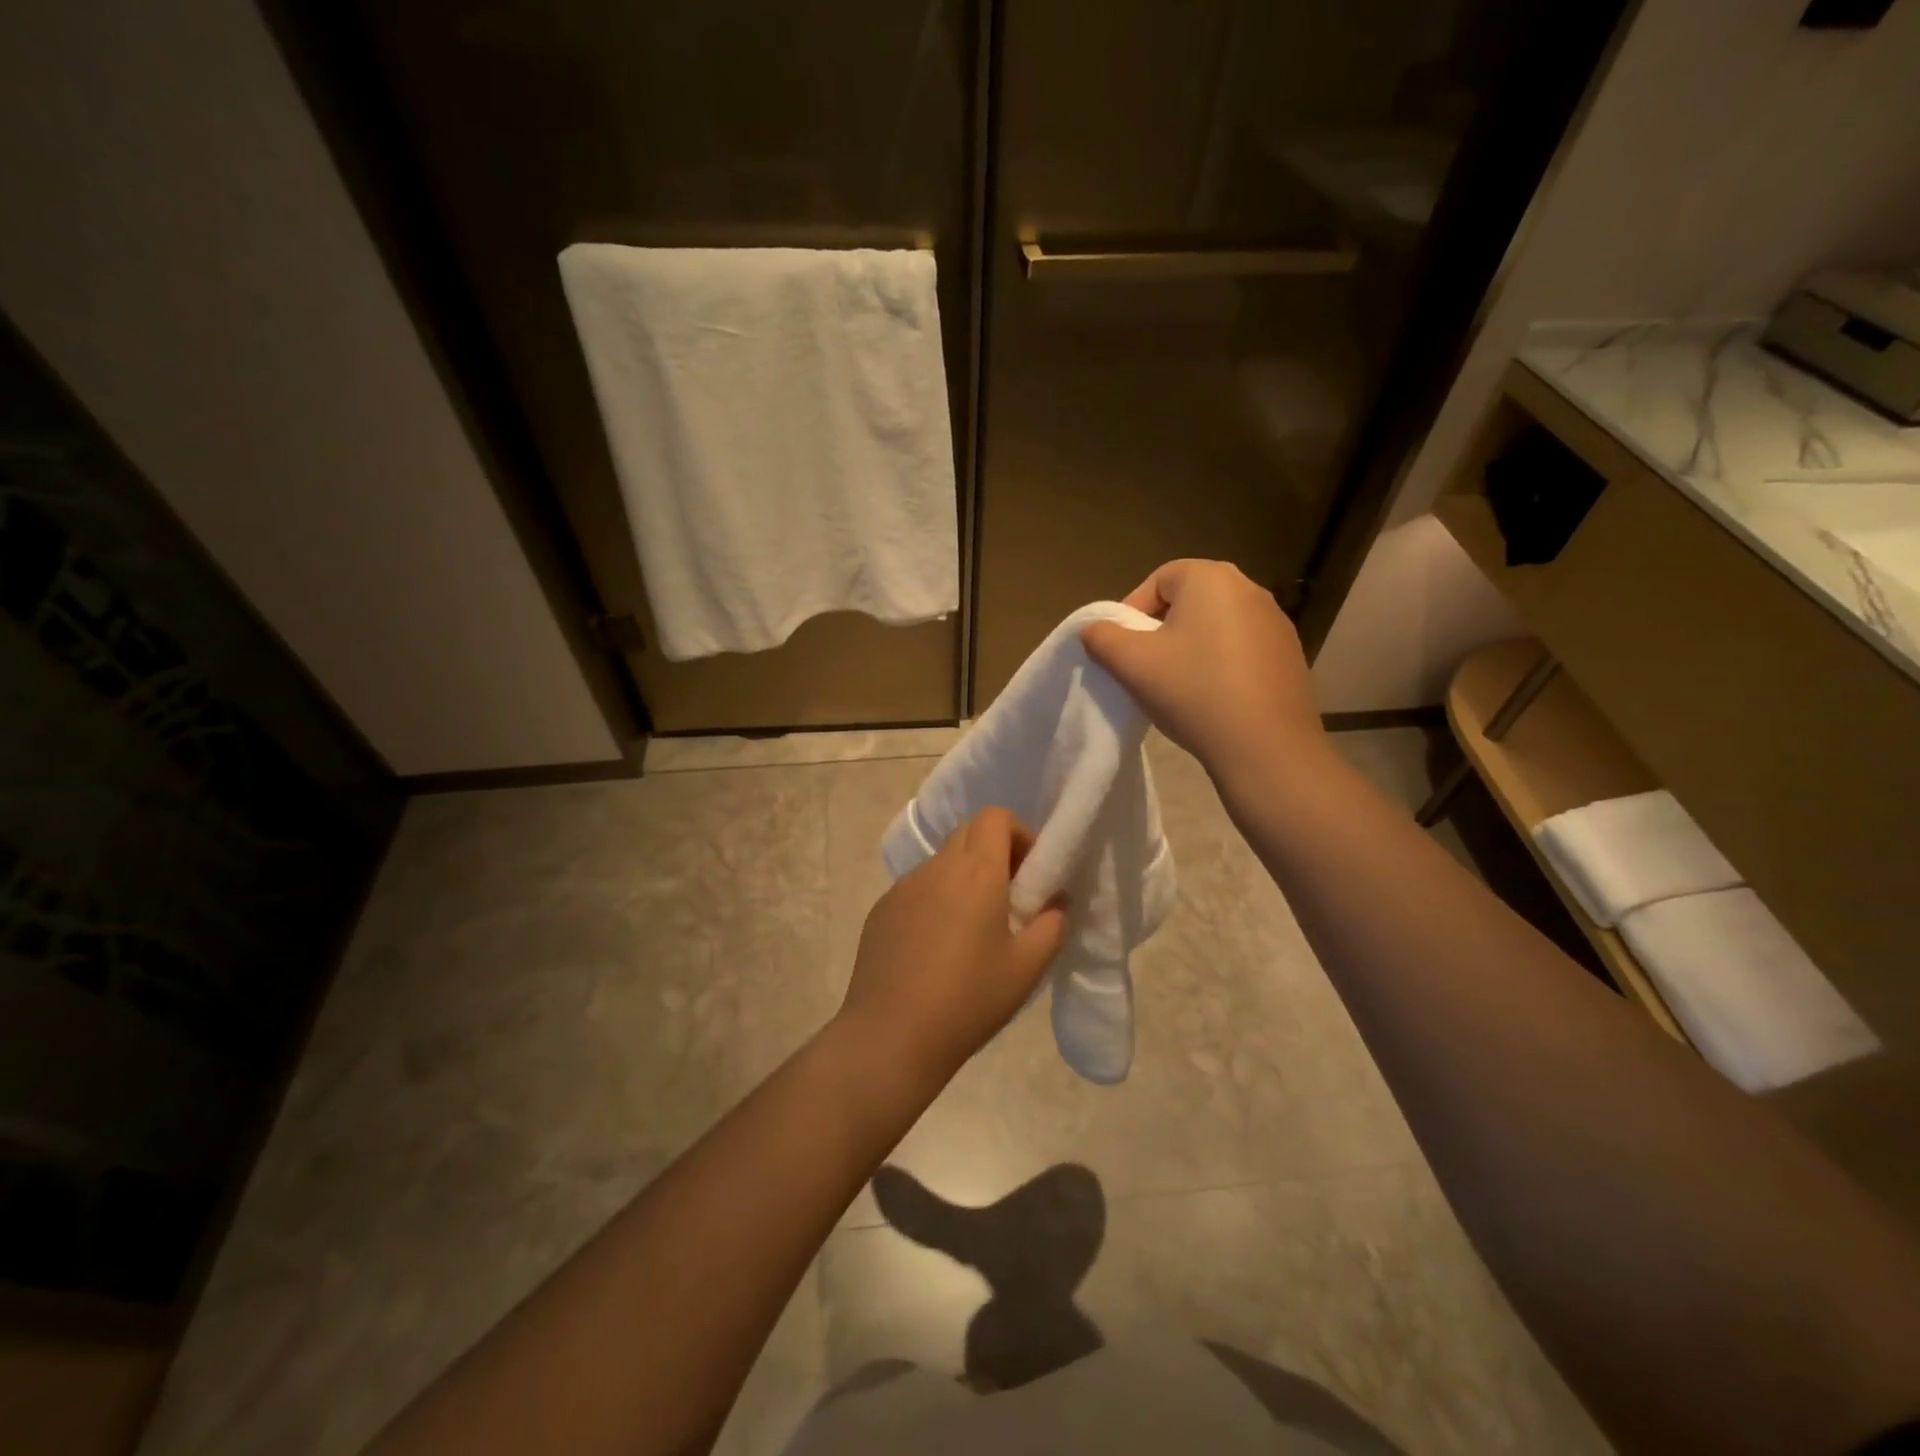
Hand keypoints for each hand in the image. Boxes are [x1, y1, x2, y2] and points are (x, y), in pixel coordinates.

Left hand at [837, 808, 1067, 1087]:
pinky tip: (935, 948)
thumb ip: (1052, 925)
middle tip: (1008, 898)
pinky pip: (917, 888)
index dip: (1018, 834)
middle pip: (968, 833)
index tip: (1029, 873)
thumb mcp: (1027, 968)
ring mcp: (903, 887)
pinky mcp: (881, 909)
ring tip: (970, 930)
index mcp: (975, 872)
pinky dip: (935, 900)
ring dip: (963, 878)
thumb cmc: (968, 1000)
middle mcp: (936, 868)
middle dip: (994, 852)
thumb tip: (1055, 901)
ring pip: (942, 862)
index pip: (995, 816)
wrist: (891, 1036)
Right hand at [1081, 559, 1327, 788]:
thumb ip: (1101, 637)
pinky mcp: (1289, 655)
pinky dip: (1220, 665)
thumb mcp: (1131, 663)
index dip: (1132, 612)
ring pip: (1214, 626)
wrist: (1265, 747)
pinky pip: (1240, 649)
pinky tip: (1212, 699)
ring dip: (1190, 649)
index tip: (1123, 650)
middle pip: (1188, 601)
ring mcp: (1276, 622)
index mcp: (1212, 578)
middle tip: (1145, 668)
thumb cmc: (1193, 692)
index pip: (1158, 580)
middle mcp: (1250, 589)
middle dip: (1160, 630)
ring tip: (1177, 686)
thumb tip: (1094, 629)